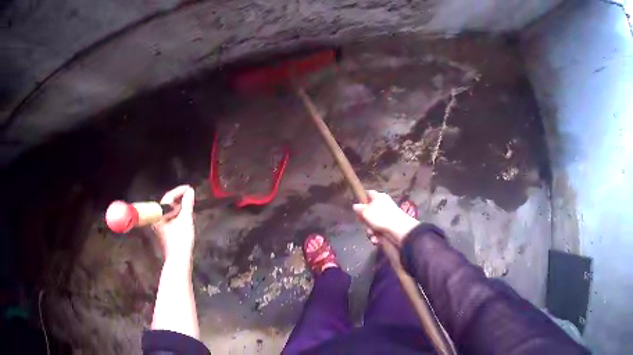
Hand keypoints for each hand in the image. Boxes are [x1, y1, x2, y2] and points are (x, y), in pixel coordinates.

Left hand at [152, 185, 195, 260]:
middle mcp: (157, 218)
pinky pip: (170, 217)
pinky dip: (177, 214)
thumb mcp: (185, 219)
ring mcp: (160, 225)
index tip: (190, 188)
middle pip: (167, 204)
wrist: (179, 259)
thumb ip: (187, 204)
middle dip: (179, 198)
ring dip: (179, 206)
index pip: (168, 198)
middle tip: (190, 194)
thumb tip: (190, 192)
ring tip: (189, 202)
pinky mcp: (164, 231)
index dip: (179, 191)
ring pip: (169, 211)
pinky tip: (185, 213)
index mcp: (158, 215)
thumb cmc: (181, 239)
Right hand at [353, 190, 419, 245]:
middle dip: (365, 220)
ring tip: (372, 234)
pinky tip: (376, 239)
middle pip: (370, 211)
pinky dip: (377, 235)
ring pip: (374, 222)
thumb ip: (359, 208)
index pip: (368, 193)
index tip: (357, 207)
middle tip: (363, 223)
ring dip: (370, 230)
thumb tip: (355, 206)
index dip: (361, 199)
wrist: (400, 230)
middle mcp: (384, 205)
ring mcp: (388, 216)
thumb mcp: (366, 212)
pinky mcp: (390, 226)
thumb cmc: (381, 217)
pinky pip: (380, 230)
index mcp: (379, 197)